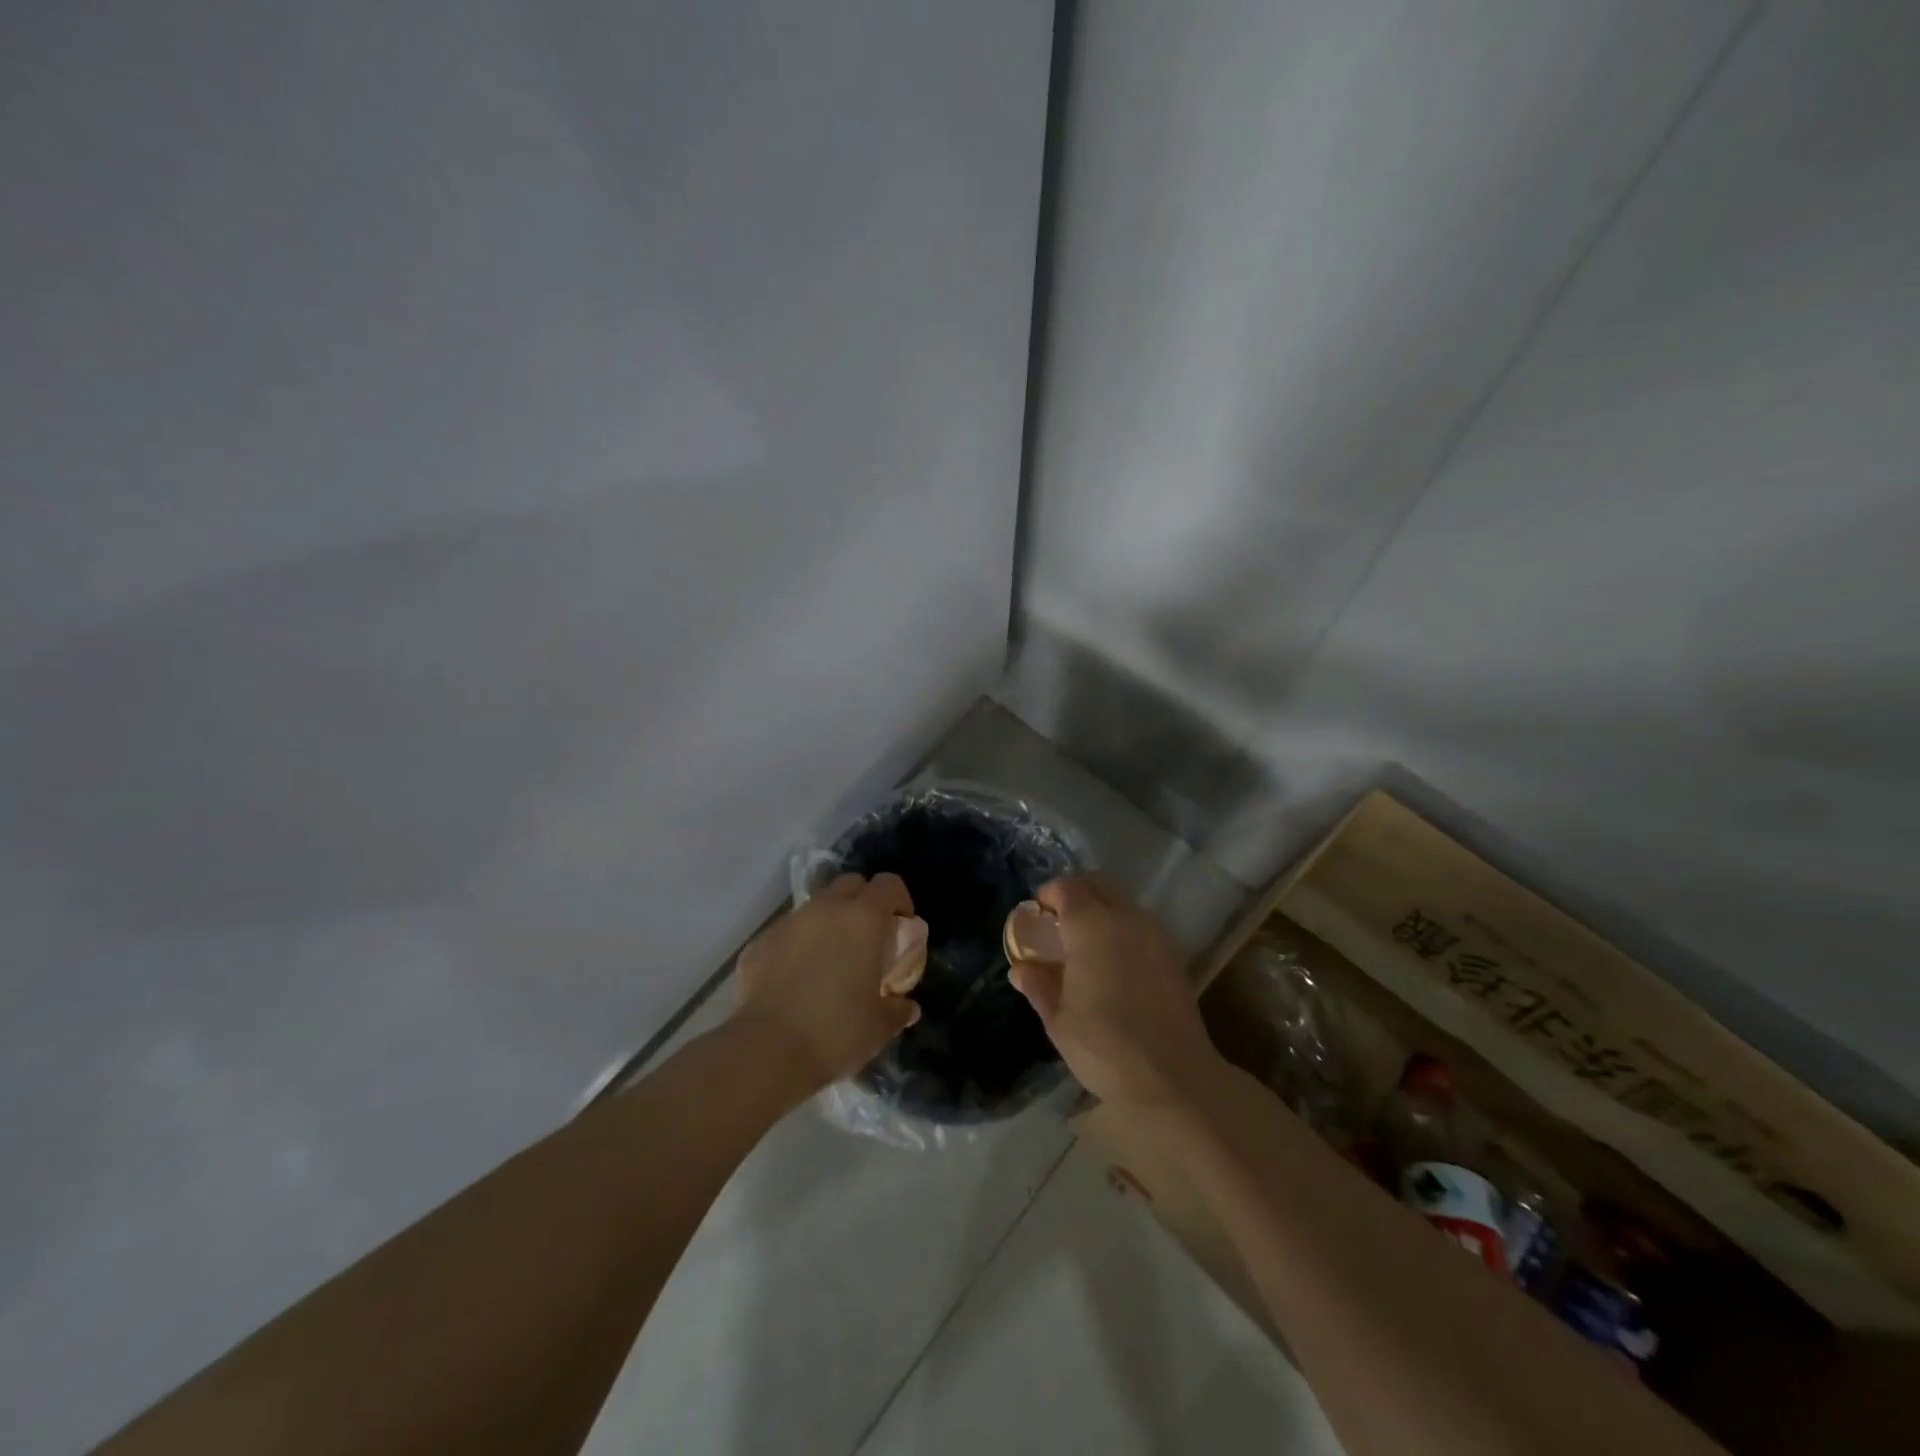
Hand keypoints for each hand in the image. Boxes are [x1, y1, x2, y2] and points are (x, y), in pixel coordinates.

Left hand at [733, 872, 927, 1090]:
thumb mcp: (879, 1026)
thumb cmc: (836, 1032)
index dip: (899, 899)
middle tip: (869, 937)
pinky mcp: (759, 943)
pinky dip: (797, 945)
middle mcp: (825, 909)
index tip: (902, 924)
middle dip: (863, 902)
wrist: (767, 1051)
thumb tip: (907, 1007)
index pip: (888, 884)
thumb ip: (897, 1009)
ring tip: (831, 959)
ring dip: (829, 922)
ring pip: (816, 907)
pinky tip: (796, 980)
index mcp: (862, 919)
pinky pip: (786, 933)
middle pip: (850, 884)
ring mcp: (788, 923)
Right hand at [1005, 873, 1224, 1108]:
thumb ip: (1038, 985)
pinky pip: (1141, 923)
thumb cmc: (1105, 1047)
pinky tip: (1114, 963)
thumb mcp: (1059, 1020)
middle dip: (1075, 893)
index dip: (1047, 895)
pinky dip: (1122, 928)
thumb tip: (1021, 968)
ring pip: (1123, 901)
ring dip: (1101, 909)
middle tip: (1058, 922)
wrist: (1174, 1079)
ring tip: (1085, 945)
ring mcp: (1155, 934)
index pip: (1067, 887)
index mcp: (1092, 927)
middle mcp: (1126, 918)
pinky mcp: (1173, 954)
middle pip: (1098, 883)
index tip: (1035, 915)